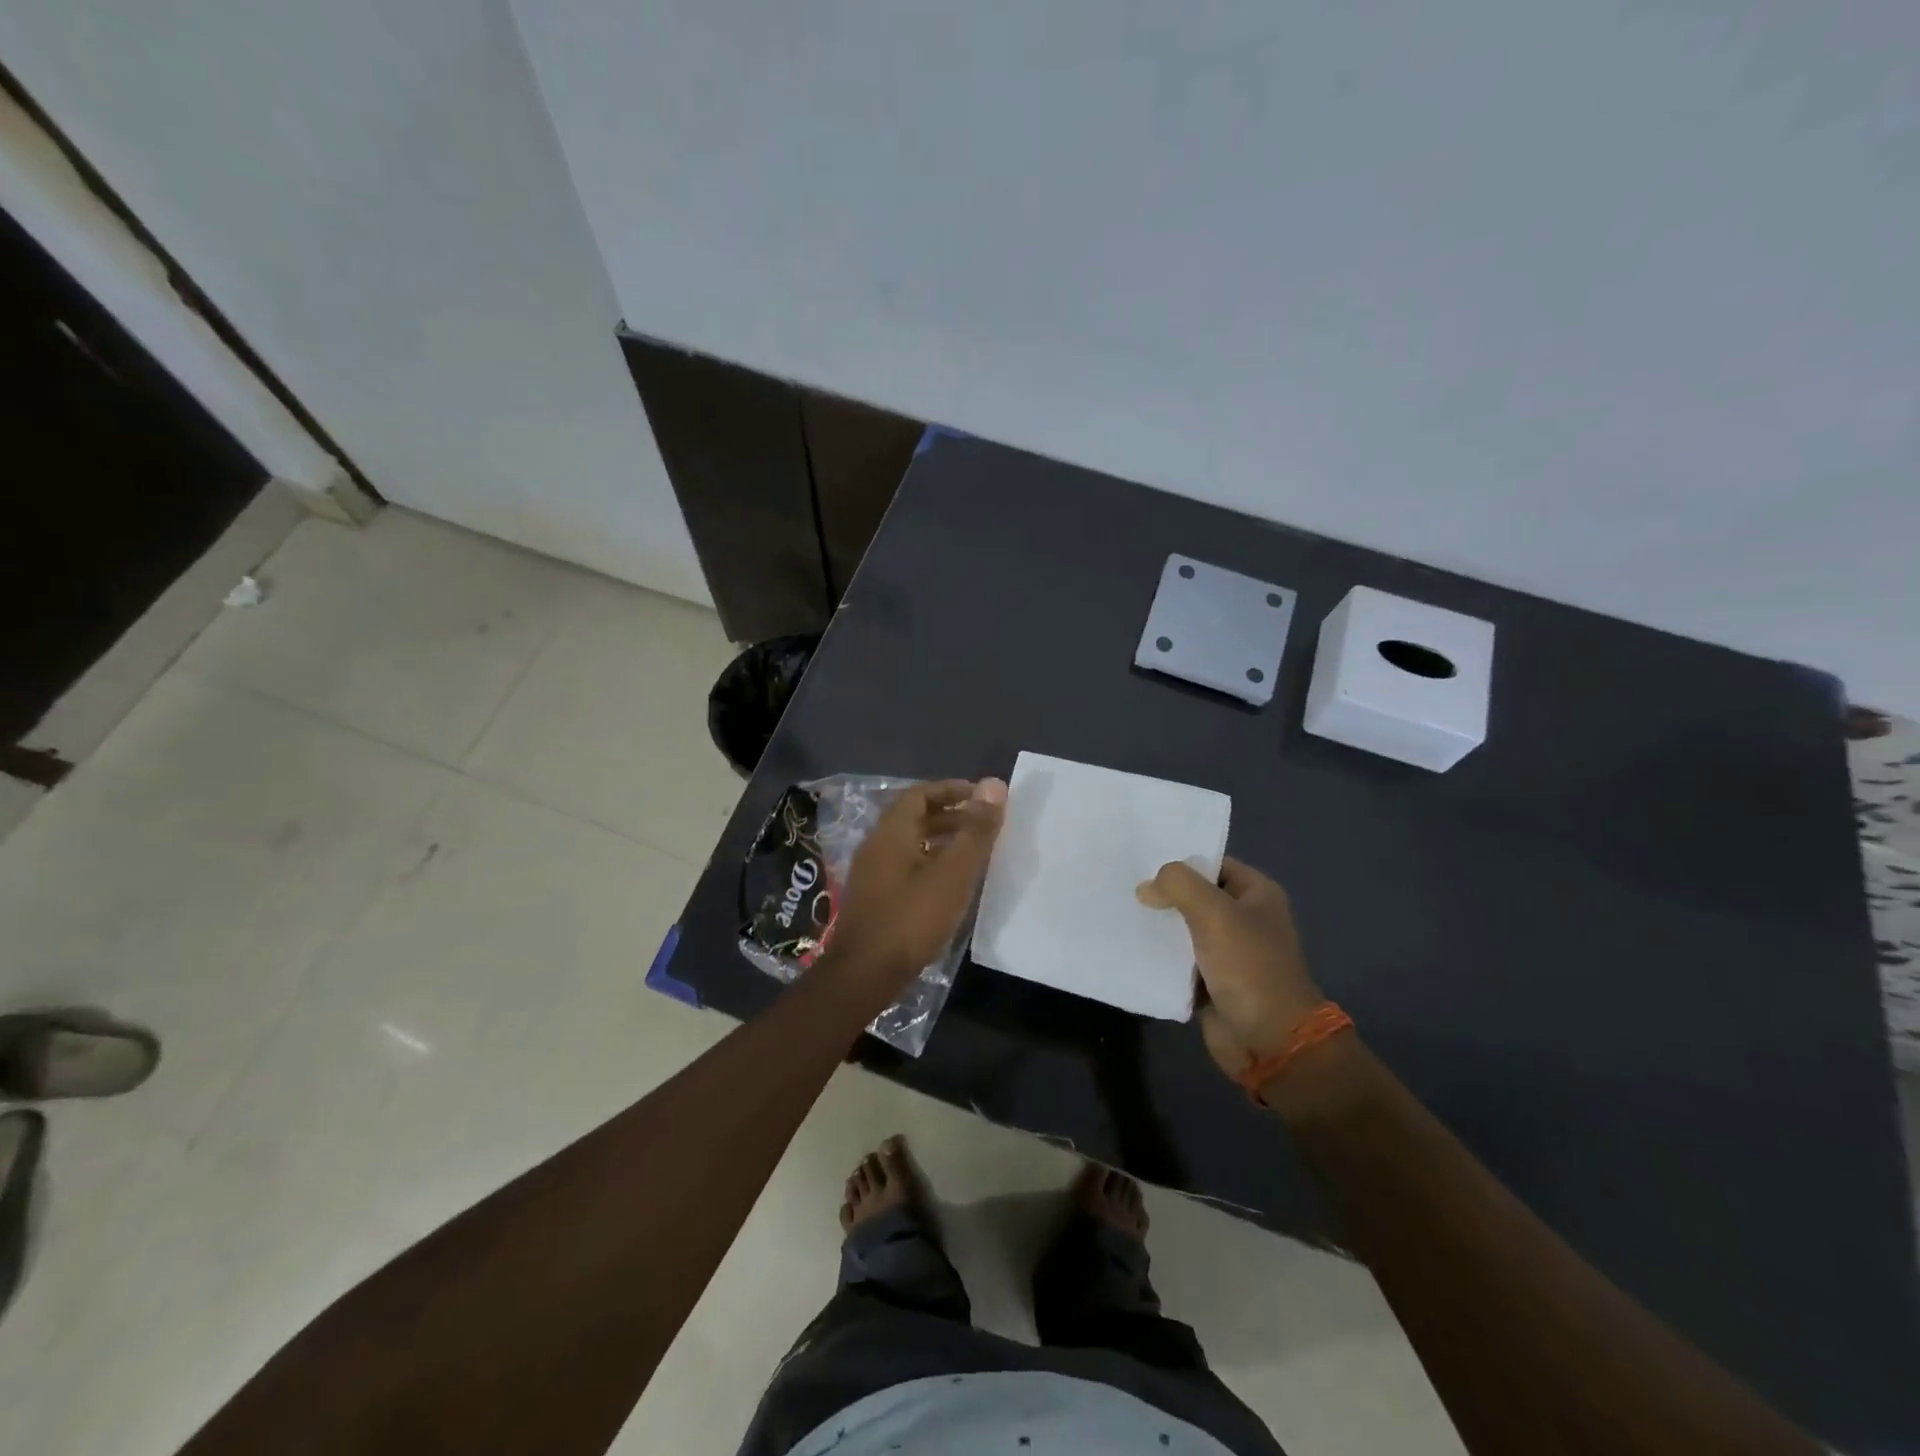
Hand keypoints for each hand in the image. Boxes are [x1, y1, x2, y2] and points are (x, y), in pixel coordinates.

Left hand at [827, 778, 1007, 986]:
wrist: (864, 975)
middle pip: (914, 816)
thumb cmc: (912, 918)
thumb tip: (993, 784)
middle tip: (984, 824)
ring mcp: (872, 873)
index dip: (952, 789)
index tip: (982, 797)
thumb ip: (975, 830)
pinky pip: (905, 865)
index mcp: (892, 831)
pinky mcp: (874, 898)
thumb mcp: (953, 873)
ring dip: (941, 840)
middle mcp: (877, 845)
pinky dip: (930, 862)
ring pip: (910, 843)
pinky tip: (950, 884)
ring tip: (974, 852)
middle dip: (950, 814)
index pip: (920, 793)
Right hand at [1137, 857, 1324, 1077]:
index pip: (1213, 864)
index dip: (1181, 860)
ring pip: (1184, 928)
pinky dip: (1158, 955)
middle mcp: (1243, 919)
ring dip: (1157, 924)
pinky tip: (1128, 945)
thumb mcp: (1215, 914)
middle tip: (1123, 885)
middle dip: (1163, 893)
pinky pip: (1178, 959)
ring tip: (1119, 911)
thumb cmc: (1250, 968)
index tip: (1142, 859)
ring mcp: (1227, 952)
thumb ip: (1179, 886)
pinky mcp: (1210, 981)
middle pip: (1195, 895)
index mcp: (1257, 894)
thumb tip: (1147, 888)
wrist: (1270, 1042)